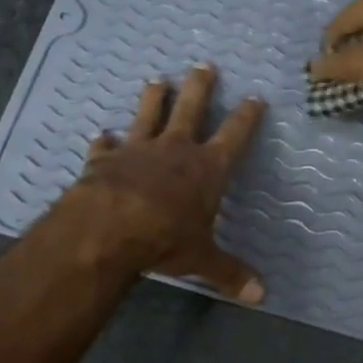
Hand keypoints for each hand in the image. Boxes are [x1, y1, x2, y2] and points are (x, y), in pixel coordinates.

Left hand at [62, 64, 266, 300]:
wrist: (108, 228)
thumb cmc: (165, 238)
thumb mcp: (202, 259)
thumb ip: (230, 274)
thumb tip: (261, 297)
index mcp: (206, 168)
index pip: (234, 135)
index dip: (247, 116)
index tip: (255, 97)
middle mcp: (174, 150)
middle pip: (191, 108)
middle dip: (200, 87)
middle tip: (203, 65)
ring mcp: (137, 150)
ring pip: (148, 114)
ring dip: (154, 98)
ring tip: (157, 80)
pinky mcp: (105, 160)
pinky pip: (106, 146)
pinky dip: (104, 142)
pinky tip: (101, 135)